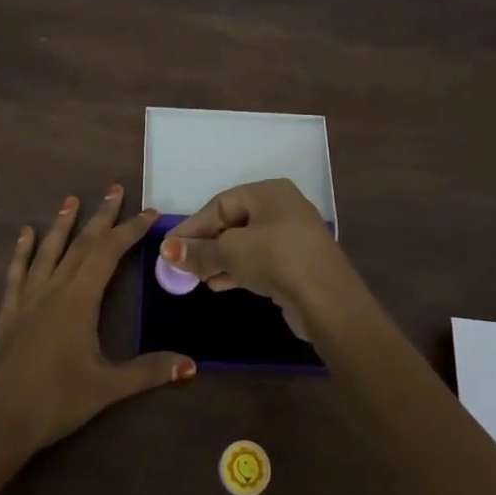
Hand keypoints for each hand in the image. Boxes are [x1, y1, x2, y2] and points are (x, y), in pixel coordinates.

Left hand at [0, 185, 194, 457]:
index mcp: (78, 300)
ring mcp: (29, 299)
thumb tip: (191, 364)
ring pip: (49, 251)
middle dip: (101, 216)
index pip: (108, 253)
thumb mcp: (107, 386)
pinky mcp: (10, 313)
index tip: (149, 212)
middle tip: (115, 189)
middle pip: (81, 244)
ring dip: (63, 224)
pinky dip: (23, 251)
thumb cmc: (55, 401)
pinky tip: (25, 235)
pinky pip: (18, 273)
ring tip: (72, 199)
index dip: (130, 230)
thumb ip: (148, 371)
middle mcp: (54, 289)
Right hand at [161, 178, 349, 339]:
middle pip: (232, 223)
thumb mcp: (231, 252)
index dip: (193, 226)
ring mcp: (291, 237)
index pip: (220, 204)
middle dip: (205, 244)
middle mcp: (282, 208)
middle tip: (181, 264)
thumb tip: (167, 251)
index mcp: (270, 192)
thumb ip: (199, 251)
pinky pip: (258, 261)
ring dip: (219, 260)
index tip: (169, 247)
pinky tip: (217, 284)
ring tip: (196, 278)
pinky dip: (237, 270)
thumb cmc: (276, 260)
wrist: (328, 302)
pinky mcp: (295, 265)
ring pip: (245, 244)